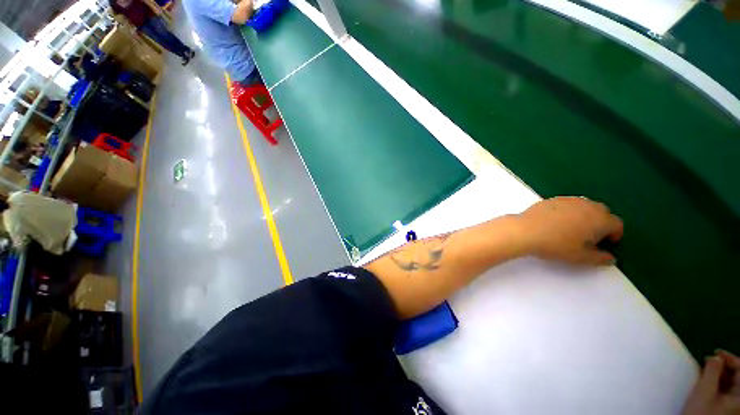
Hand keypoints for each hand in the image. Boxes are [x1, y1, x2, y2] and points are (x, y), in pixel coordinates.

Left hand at [517, 197, 622, 264]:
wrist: (525, 230)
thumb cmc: (556, 245)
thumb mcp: (581, 257)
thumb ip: (600, 258)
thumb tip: (610, 257)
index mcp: (600, 218)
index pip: (616, 224)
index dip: (614, 235)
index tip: (606, 244)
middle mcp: (587, 205)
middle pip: (602, 212)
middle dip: (601, 224)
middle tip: (590, 238)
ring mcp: (568, 200)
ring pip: (584, 206)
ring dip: (585, 216)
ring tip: (573, 230)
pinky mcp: (551, 199)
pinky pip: (567, 205)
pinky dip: (568, 212)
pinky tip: (556, 223)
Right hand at [682, 350, 739, 414]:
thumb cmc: (699, 413)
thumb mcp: (703, 391)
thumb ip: (711, 371)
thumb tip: (715, 357)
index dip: (730, 358)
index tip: (715, 353)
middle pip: (738, 377)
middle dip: (724, 368)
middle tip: (709, 362)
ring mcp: (735, 407)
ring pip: (733, 385)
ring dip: (721, 375)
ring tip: (707, 371)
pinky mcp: (727, 410)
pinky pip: (728, 392)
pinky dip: (719, 385)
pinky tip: (709, 384)